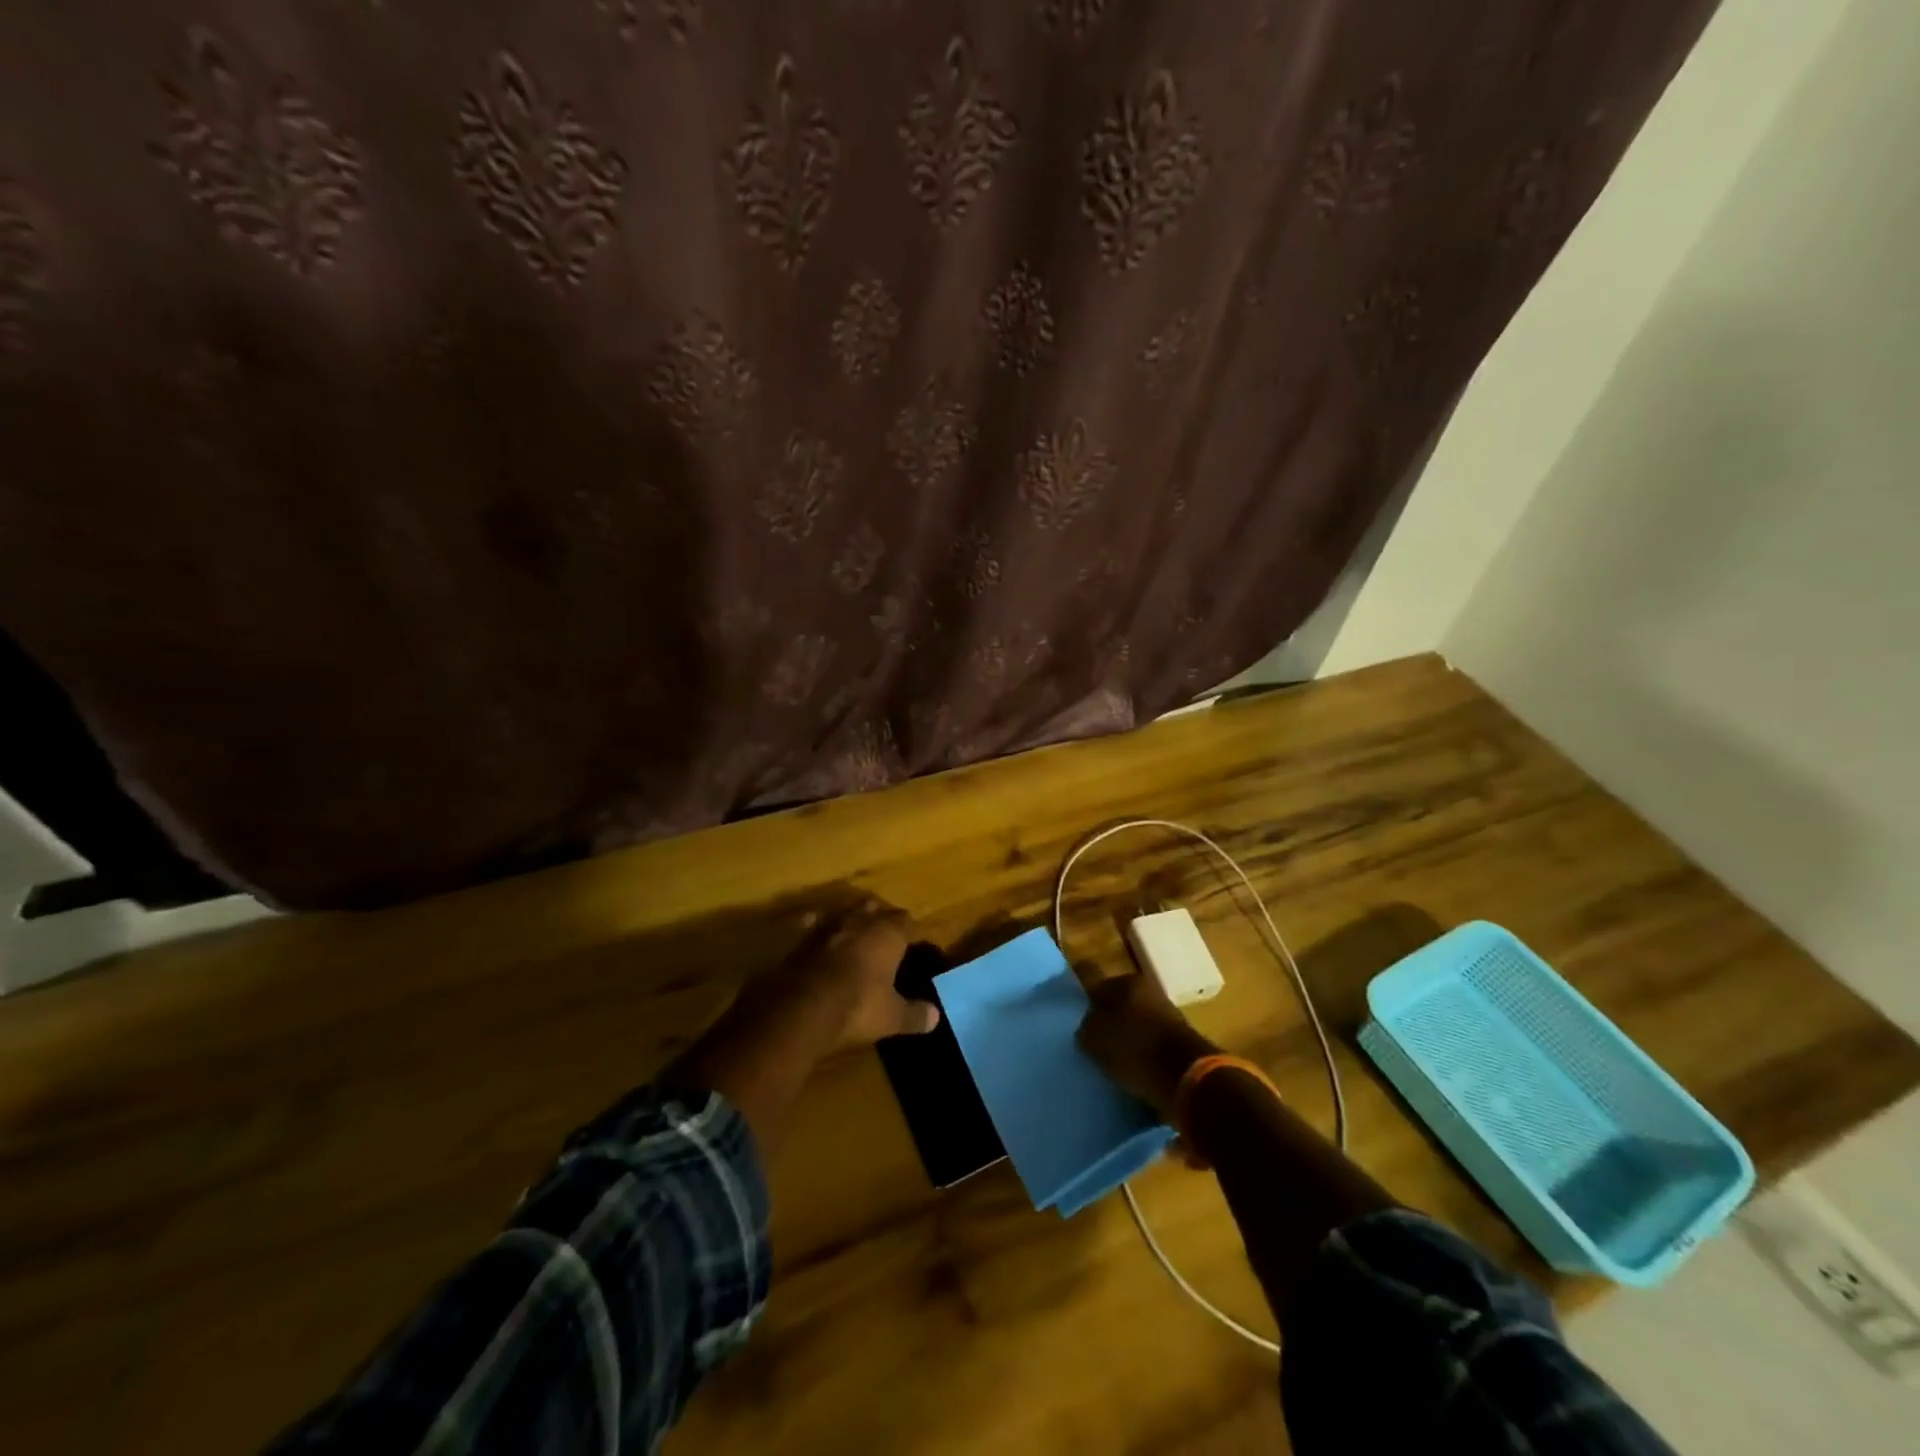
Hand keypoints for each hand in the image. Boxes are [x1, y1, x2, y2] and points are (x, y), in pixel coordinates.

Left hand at [778, 901, 939, 1049]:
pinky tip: (814, 930)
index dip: (909, 930)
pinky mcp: (799, 936)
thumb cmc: (857, 1007)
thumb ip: (914, 1015)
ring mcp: (827, 925)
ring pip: (843, 911)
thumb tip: (936, 1017)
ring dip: (848, 918)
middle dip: (879, 917)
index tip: (911, 940)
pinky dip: (814, 926)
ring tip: (852, 928)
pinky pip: (810, 922)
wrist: (801, 1008)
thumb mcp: (892, 1017)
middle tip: (882, 931)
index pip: (906, 921)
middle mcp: (859, 921)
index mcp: (888, 934)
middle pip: (874, 909)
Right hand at [1077, 971, 1217, 1117]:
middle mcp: (1150, 991)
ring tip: (1114, 1062)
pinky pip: (1152, 1044)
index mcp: (1127, 981)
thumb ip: (1086, 1027)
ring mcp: (1168, 1015)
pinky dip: (1143, 1055)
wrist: (1188, 1078)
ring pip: (1137, 1024)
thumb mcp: (1095, 1038)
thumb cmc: (1135, 1049)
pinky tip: (1134, 1070)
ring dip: (1127, 1040)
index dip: (1086, 1008)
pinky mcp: (1181, 1041)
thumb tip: (1088, 1028)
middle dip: (1109, 1023)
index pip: (1097, 988)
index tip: (1080, 1028)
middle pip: (1119, 1006)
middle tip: (1095, 1045)